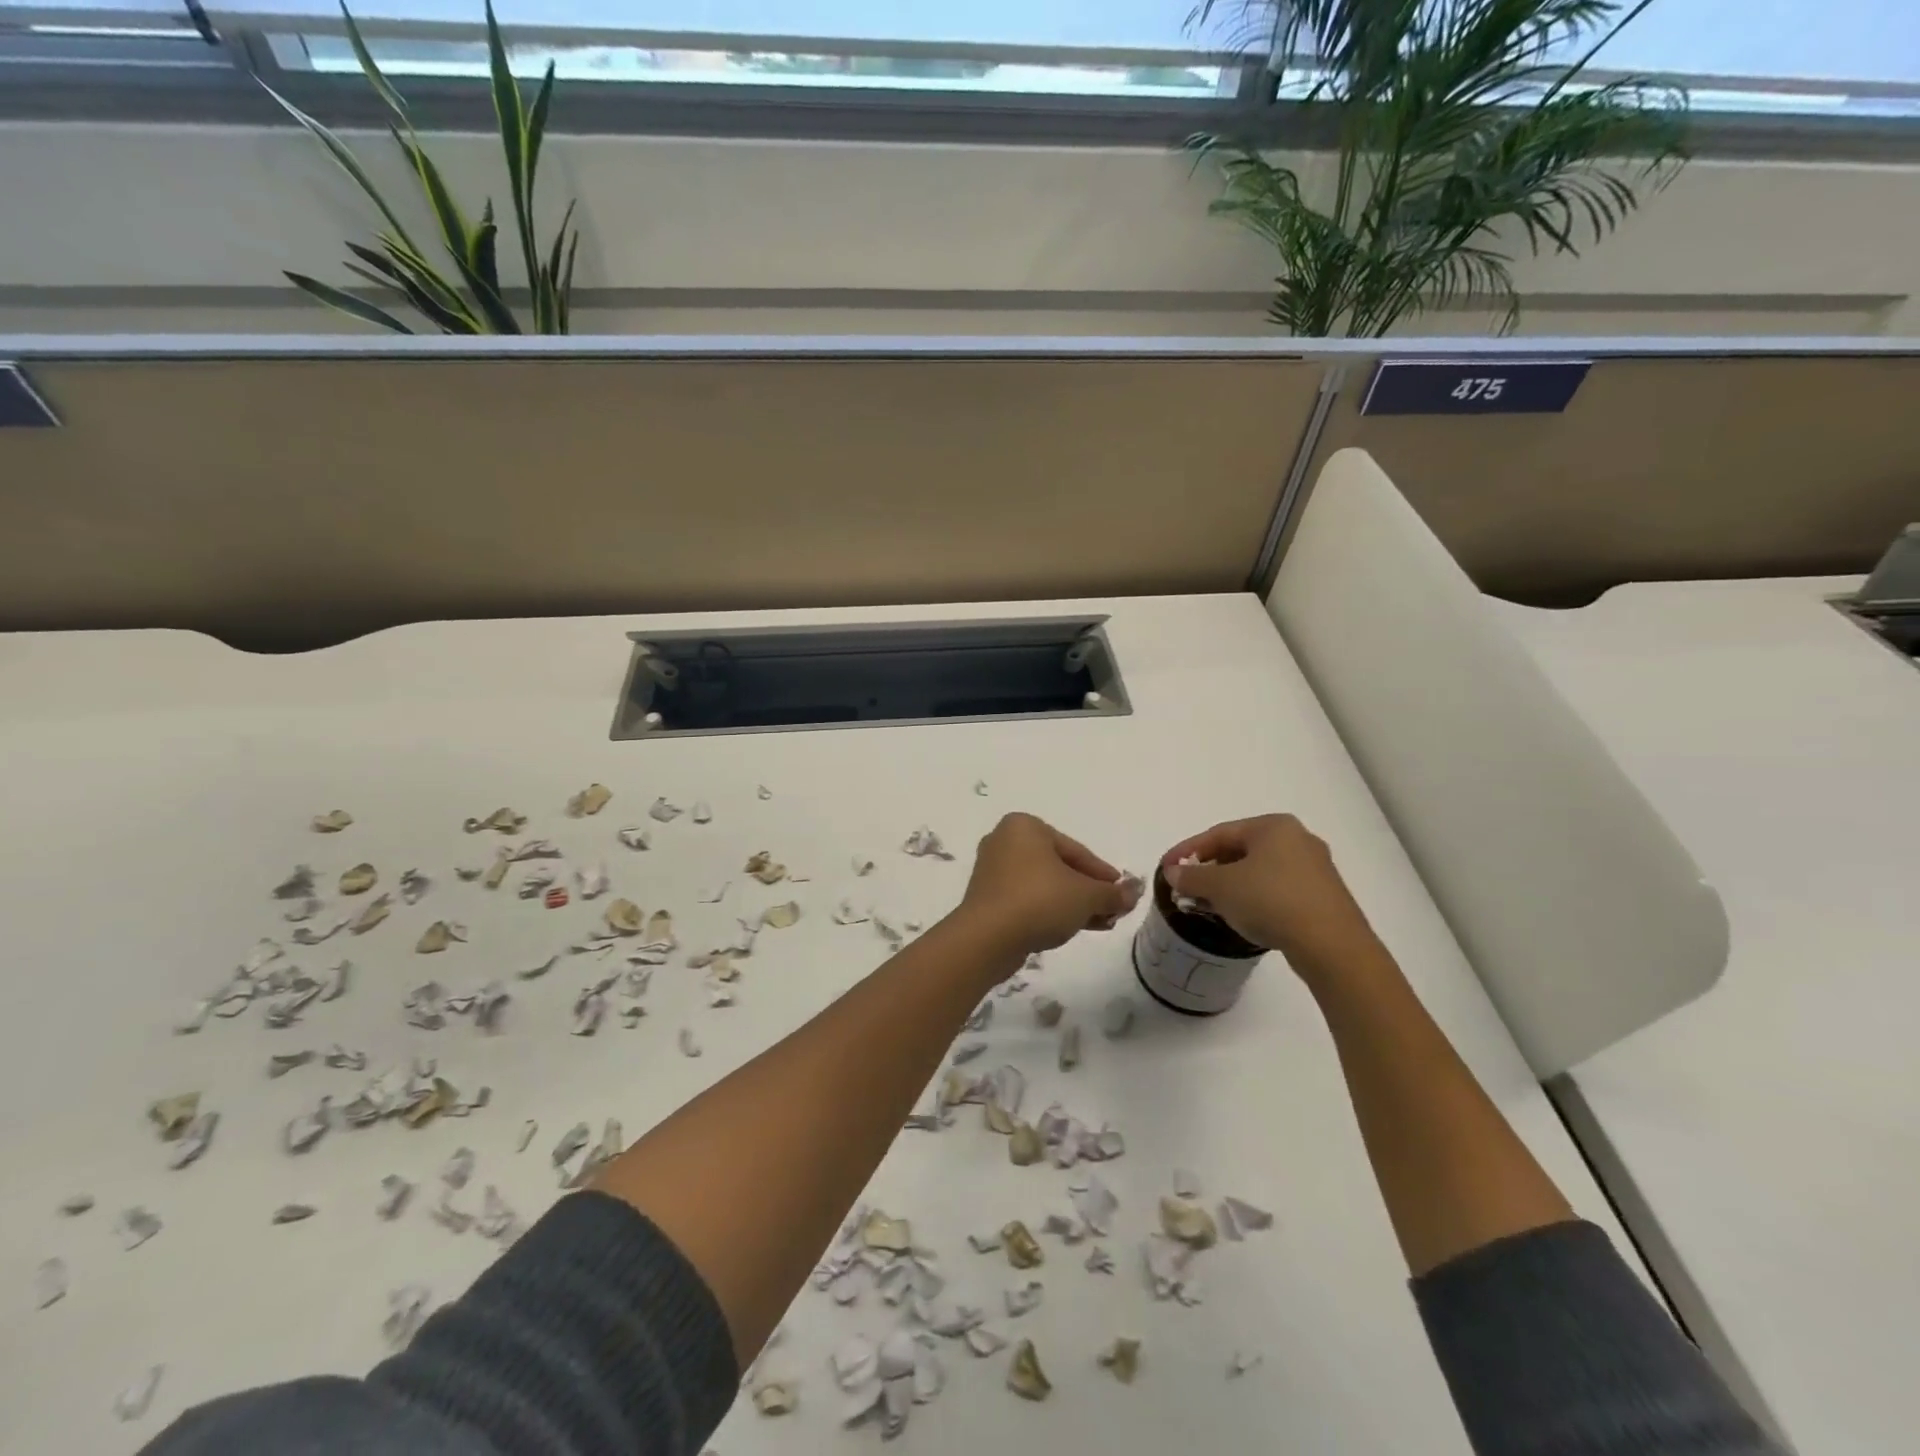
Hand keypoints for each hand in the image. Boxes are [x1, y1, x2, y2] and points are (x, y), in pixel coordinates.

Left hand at [954, 813, 1136, 960]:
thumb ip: (1113, 893)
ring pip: (1044, 885)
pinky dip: (1050, 911)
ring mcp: (993, 870)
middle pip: (1059, 867)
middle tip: (1113, 911)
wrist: (987, 938)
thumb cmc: (1039, 901)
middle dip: (1088, 891)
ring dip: (1073, 904)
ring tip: (1100, 924)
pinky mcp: (987, 898)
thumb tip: (1135, 892)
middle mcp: (1005, 841)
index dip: (1103, 874)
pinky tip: (1071, 929)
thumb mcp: (1086, 896)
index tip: (1122, 893)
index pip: (1076, 850)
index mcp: (1025, 826)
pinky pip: (1026, 899)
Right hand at [1161, 815, 1380, 976]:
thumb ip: (1192, 876)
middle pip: (1239, 850)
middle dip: (1209, 869)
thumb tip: (1173, 872)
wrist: (1332, 945)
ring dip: (1229, 886)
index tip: (1166, 868)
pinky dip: (1252, 898)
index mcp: (1273, 826)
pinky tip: (1240, 915)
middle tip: (1186, 887)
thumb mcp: (1221, 887)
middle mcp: (1297, 838)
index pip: (1219, 833)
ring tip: (1207, 905)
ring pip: (1259, 871)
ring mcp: (1314, 868)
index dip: (1187, 850)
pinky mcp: (1323, 896)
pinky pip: (1276, 889)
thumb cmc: (1270, 900)